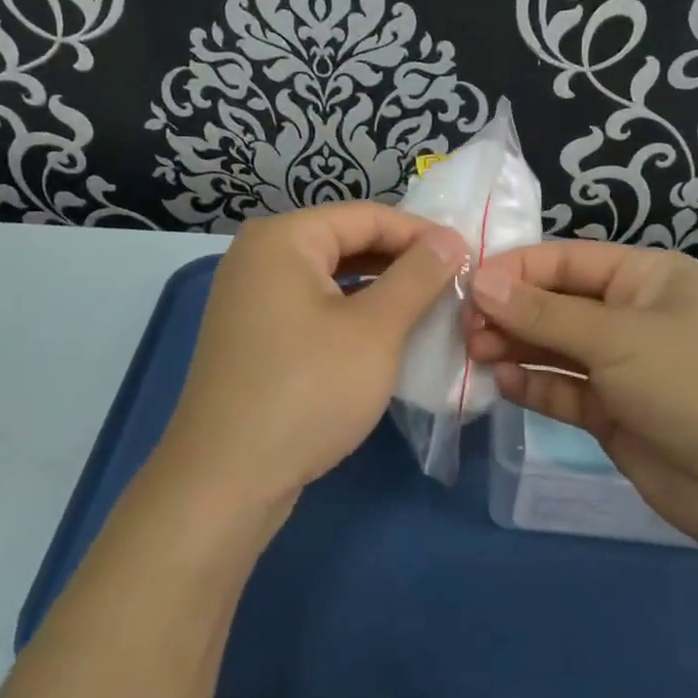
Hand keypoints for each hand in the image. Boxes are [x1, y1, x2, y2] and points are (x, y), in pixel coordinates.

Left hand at [152, 203, 467, 525]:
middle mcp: (259, 256)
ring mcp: (251, 298)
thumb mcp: (375, 330)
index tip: (470, 257)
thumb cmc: (307, 391)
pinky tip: (386, 336)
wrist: (226, 481)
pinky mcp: (254, 336)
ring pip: (331, 278)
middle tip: (456, 285)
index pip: (367, 216)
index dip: (422, 233)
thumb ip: (417, 276)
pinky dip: (352, 315)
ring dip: (381, 290)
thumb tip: (451, 238)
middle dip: (402, 262)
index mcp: (283, 238)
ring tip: (430, 309)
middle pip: (346, 242)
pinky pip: (313, 308)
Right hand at [467, 241, 697, 549]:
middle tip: (465, 327)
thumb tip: (481, 282)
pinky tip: (504, 382)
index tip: (468, 284)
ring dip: (515, 347)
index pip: (567, 260)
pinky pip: (563, 390)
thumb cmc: (693, 382)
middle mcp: (631, 315)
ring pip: (555, 348)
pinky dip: (534, 385)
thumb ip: (543, 314)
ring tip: (474, 352)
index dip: (516, 269)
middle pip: (556, 304)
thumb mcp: (617, 337)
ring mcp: (622, 367)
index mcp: (646, 277)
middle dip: (511, 311)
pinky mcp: (612, 412)